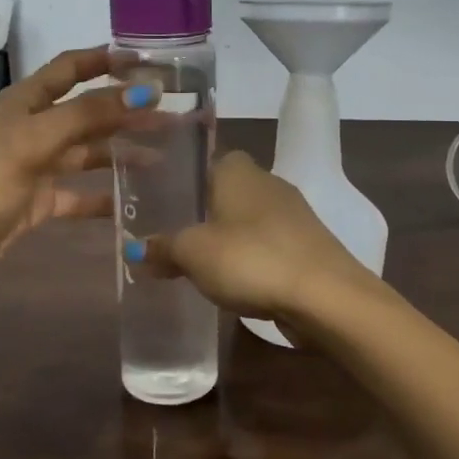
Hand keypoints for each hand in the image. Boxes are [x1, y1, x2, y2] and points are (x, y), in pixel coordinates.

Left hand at [0, 47, 156, 286]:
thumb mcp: (36, 140)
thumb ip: (89, 115)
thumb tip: (143, 90)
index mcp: (27, 102)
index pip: (72, 68)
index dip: (106, 60)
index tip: (148, 60)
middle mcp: (35, 127)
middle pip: (89, 111)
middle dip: (127, 110)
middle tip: (172, 113)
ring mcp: (39, 165)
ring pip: (90, 152)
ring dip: (124, 152)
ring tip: (165, 155)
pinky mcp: (41, 201)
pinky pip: (82, 194)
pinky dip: (107, 196)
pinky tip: (137, 200)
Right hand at [129, 152, 370, 325]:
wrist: (325, 296)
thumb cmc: (251, 259)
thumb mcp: (193, 253)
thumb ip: (162, 248)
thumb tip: (133, 249)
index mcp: (237, 170)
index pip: (204, 161)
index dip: (182, 181)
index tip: (161, 205)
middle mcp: (267, 181)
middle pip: (225, 192)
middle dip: (202, 214)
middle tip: (172, 239)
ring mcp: (292, 213)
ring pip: (247, 220)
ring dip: (227, 239)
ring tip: (197, 265)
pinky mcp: (307, 245)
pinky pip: (267, 245)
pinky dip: (250, 259)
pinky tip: (235, 282)